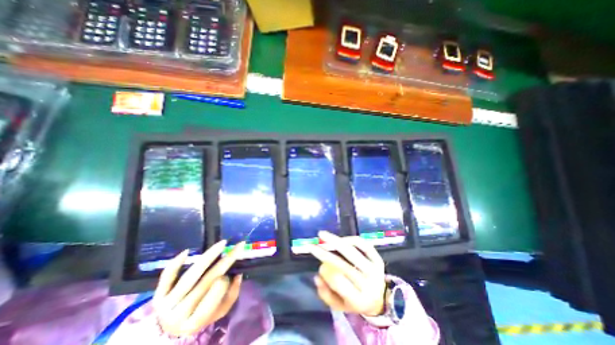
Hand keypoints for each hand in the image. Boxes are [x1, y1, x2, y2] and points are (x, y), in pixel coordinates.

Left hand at [152, 241, 243, 334]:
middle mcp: (179, 314)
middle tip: (238, 247)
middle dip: (225, 262)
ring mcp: (166, 303)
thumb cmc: (201, 316)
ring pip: (191, 275)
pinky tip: (188, 251)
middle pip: (205, 282)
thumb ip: (231, 295)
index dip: (223, 283)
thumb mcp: (219, 311)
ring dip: (209, 256)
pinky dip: (176, 263)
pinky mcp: (158, 294)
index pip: (213, 298)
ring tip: (222, 243)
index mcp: (195, 321)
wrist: (170, 329)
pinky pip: (167, 276)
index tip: (233, 272)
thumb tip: (238, 275)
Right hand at [310, 230, 385, 316]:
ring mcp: (374, 270)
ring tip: (322, 234)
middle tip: (312, 246)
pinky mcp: (378, 260)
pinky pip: (364, 245)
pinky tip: (341, 238)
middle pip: (343, 265)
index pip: (338, 282)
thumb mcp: (339, 305)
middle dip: (324, 254)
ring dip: (335, 241)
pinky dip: (351, 239)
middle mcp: (368, 284)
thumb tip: (317, 277)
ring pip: (352, 252)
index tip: (319, 266)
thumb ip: (326, 294)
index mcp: (357, 300)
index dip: (325, 272)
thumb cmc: (355, 302)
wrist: (380, 300)